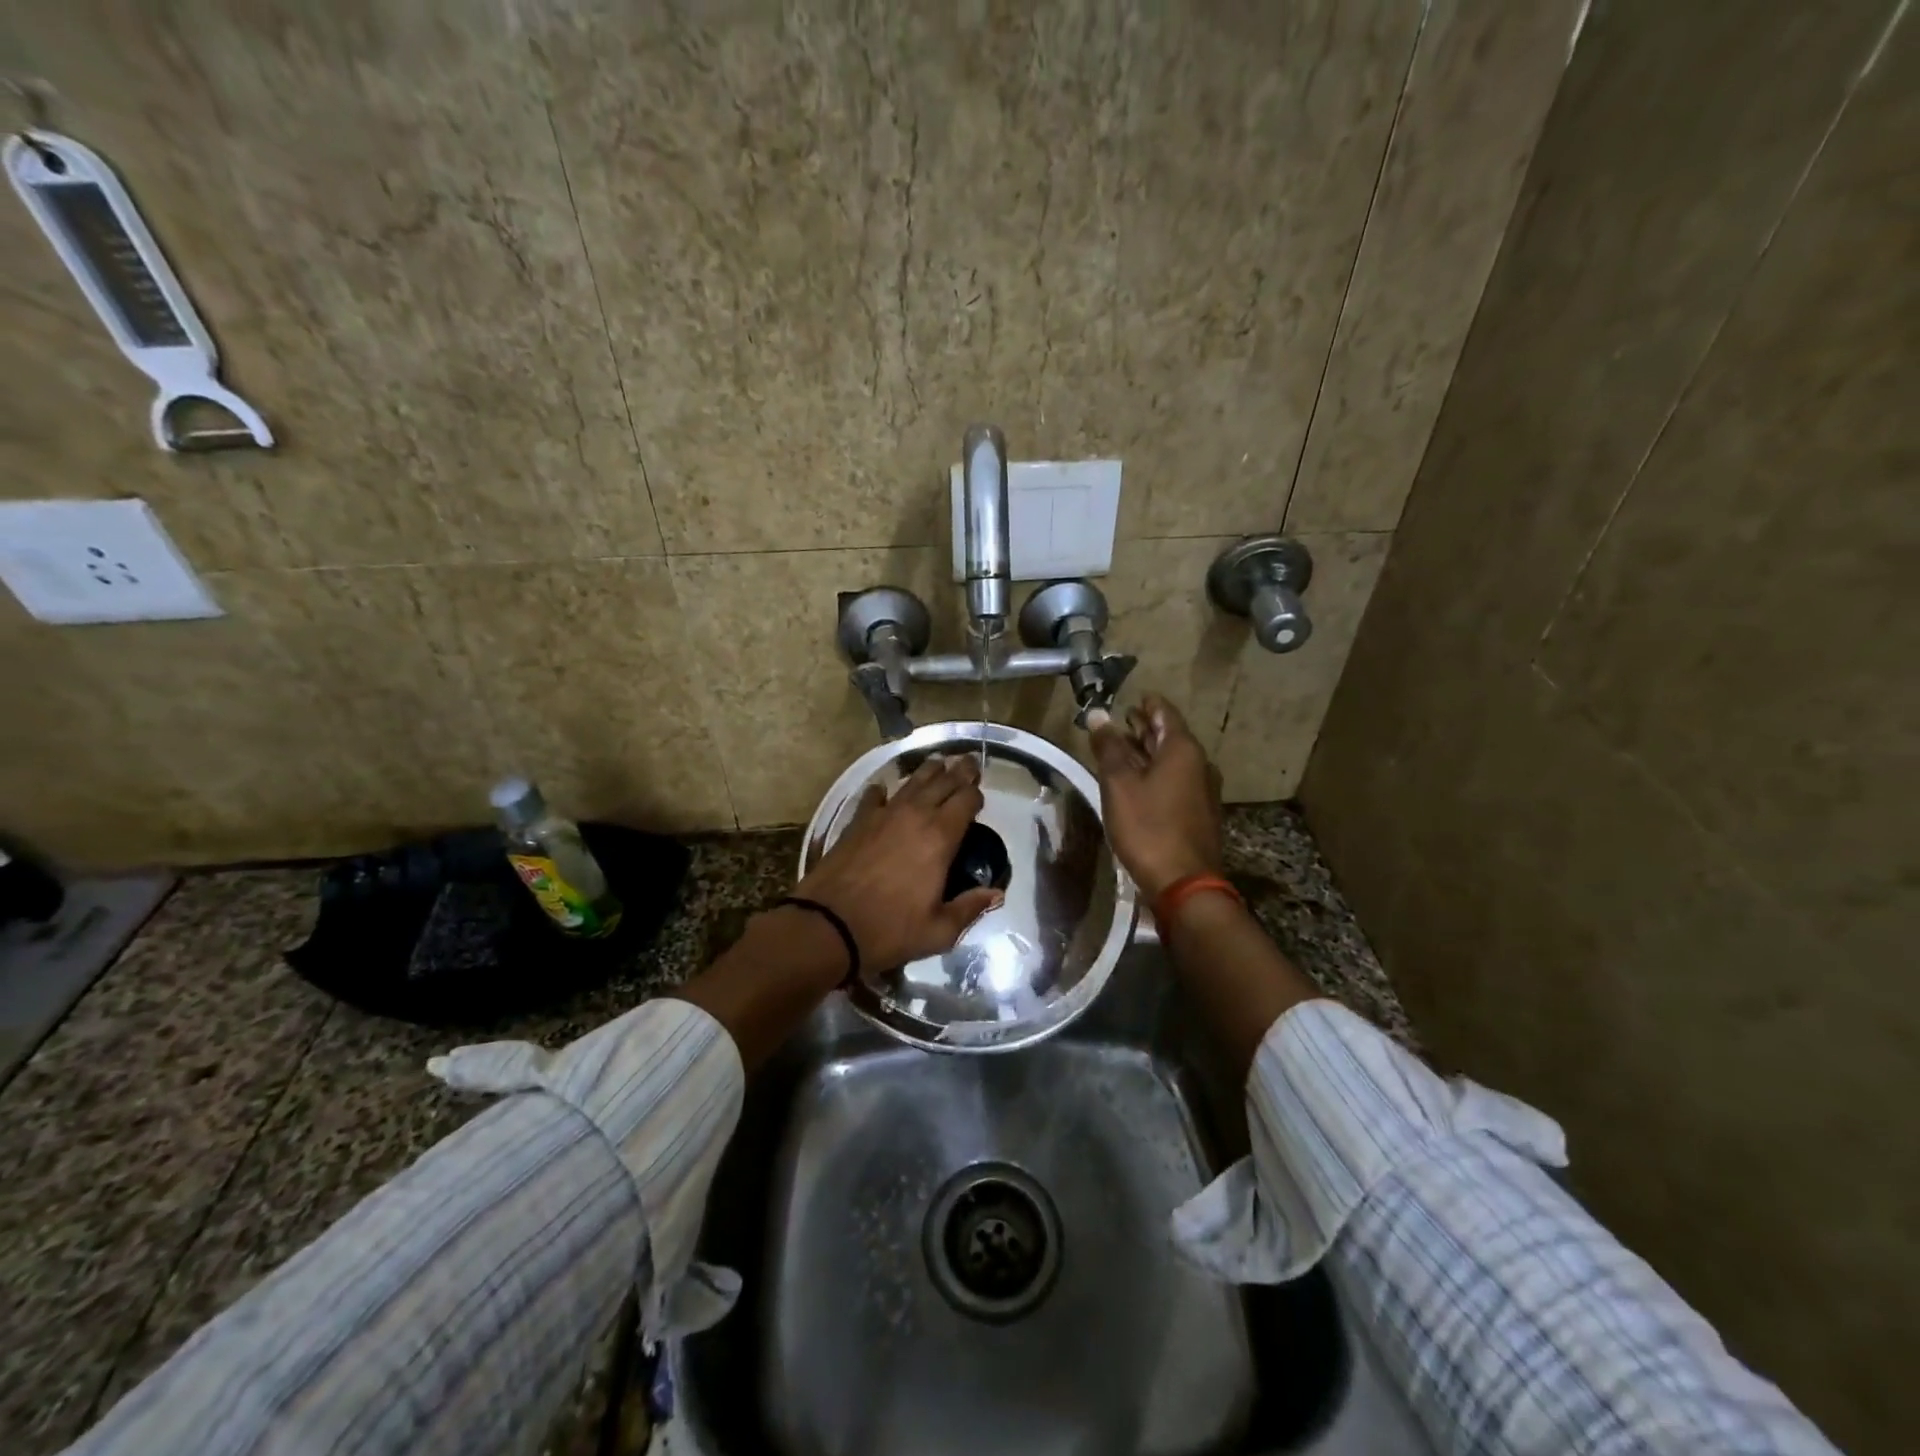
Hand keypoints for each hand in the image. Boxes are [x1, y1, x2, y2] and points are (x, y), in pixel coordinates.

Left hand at [794, 755, 1002, 969]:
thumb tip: (996, 894)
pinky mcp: (857, 821)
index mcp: (940, 837)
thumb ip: (970, 908)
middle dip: (959, 771)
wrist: (828, 925)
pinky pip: (874, 797)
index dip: (976, 794)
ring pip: (911, 782)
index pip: (966, 800)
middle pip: (942, 782)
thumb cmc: (889, 930)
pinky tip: (883, 788)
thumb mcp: (939, 931)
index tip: (980, 795)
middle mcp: (914, 815)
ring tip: (937, 763)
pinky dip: (883, 791)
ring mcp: (883, 815)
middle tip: (968, 762)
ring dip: (928, 771)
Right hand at [1090, 694, 1224, 899]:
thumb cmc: (1148, 828)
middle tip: (1120, 722)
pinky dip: (1156, 774)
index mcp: (1183, 750)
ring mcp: (1203, 790)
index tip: (1127, 698)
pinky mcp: (1199, 813)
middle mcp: (1199, 764)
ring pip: (1172, 760)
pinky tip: (1138, 784)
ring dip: (1149, 752)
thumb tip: (1099, 714)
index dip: (1145, 703)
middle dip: (1145, 727)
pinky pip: (1176, 781)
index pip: (1164, 712)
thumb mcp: (1119, 784)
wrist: (1184, 884)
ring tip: (1122, 750)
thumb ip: (1109, 747)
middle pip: (1170, 735)